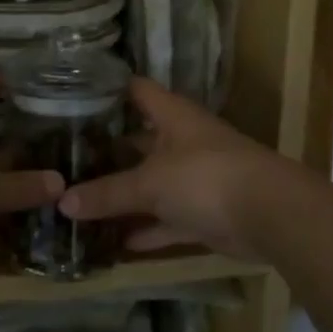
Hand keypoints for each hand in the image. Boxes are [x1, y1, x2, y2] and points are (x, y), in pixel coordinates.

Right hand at [57, 78, 290, 259]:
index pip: (135, 90)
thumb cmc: (205, 178)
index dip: (107, 90)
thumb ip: (106, 193)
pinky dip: (145, 229)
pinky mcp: (203, 212)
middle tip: (63, 159)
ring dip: (123, 195)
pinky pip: (166, 219)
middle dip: (106, 151)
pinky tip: (113, 241)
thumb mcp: (149, 183)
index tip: (71, 98)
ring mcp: (194, 177)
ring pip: (151, 184)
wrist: (270, 215)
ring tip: (79, 202)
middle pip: (138, 140)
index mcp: (172, 116)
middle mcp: (182, 141)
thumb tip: (62, 202)